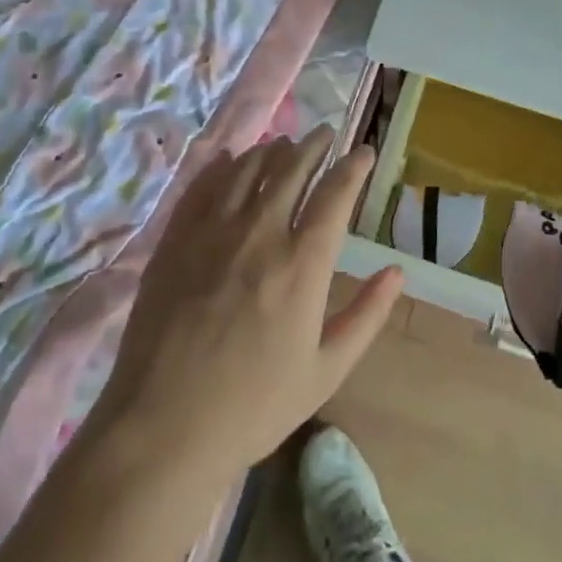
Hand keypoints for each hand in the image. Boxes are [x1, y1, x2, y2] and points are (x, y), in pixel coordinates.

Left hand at [87, 129, 403, 487]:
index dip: (353, 167)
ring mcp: (212, 231)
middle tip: (324, 134)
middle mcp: (260, 232)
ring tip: (283, 144)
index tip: (363, 151)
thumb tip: (397, 272)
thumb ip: (366, 316)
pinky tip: (230, 159)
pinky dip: (222, 165)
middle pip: (291, 168)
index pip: (335, 194)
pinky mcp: (176, 239)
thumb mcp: (325, 371)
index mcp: (302, 263)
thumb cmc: (254, 406)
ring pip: (247, 168)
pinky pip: (203, 186)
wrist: (163, 427)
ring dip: (270, 150)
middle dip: (313, 145)